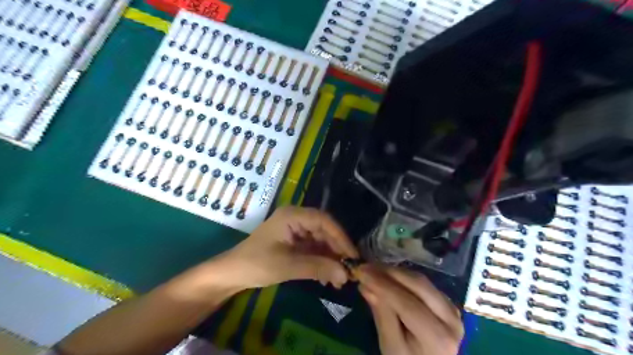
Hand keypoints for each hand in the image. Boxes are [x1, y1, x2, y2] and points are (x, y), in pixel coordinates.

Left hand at [213, 207, 358, 289]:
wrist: (232, 274)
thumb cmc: (256, 264)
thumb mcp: (288, 265)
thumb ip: (318, 267)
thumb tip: (346, 274)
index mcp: (293, 215)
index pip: (323, 220)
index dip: (340, 237)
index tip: (352, 256)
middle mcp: (296, 219)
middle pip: (324, 230)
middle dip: (336, 251)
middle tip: (348, 271)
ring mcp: (295, 230)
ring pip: (320, 241)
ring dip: (330, 258)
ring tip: (339, 279)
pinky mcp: (294, 242)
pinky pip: (313, 249)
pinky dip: (321, 262)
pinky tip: (327, 277)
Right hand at [356, 264, 463, 354]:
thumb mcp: (391, 346)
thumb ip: (382, 315)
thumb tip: (366, 285)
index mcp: (439, 338)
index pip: (408, 304)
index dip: (383, 285)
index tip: (361, 272)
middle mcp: (452, 319)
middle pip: (419, 286)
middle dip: (389, 273)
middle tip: (365, 267)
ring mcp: (453, 309)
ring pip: (421, 281)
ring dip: (395, 272)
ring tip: (372, 269)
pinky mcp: (447, 302)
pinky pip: (423, 284)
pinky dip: (403, 277)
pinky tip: (387, 275)